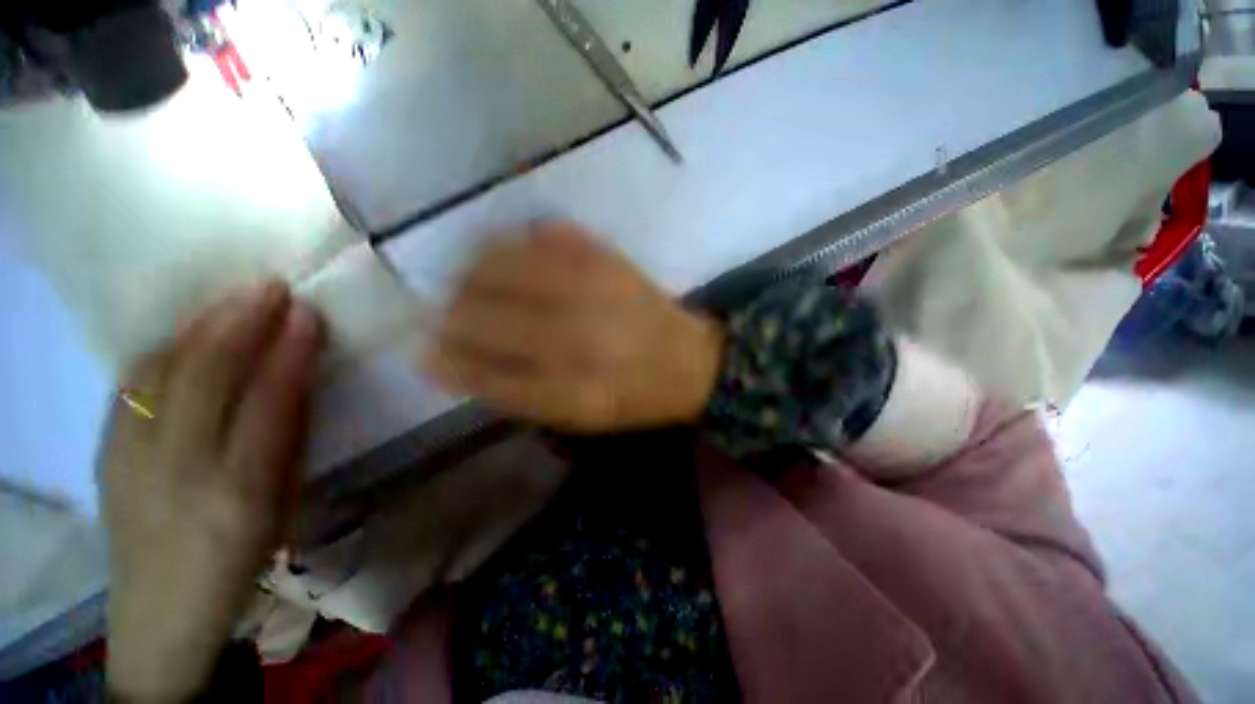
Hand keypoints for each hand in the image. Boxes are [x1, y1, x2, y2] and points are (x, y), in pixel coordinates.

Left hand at [101, 280, 322, 701]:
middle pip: (207, 376)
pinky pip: (133, 383)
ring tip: (234, 299)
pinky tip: (188, 332)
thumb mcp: (283, 503)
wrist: (160, 608)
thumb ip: (289, 436)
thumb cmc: (241, 556)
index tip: (308, 313)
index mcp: (240, 491)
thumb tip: (297, 373)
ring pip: (161, 371)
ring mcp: (129, 458)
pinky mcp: (103, 450)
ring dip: (202, 326)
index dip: (289, 351)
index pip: (268, 401)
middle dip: (242, 323)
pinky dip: (166, 347)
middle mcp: (178, 469)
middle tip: (271, 287)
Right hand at [424, 222, 724, 432]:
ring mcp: (593, 288)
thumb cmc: (632, 396)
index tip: (426, 351)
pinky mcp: (607, 256)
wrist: (690, 361)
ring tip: (472, 285)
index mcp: (573, 391)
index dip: (447, 360)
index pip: (483, 374)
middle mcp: (578, 337)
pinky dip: (514, 243)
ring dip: (472, 275)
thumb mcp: (576, 415)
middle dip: (451, 316)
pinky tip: (512, 258)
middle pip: (483, 317)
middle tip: (446, 316)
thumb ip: (514, 392)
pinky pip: (544, 235)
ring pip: (501, 266)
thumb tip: (446, 362)